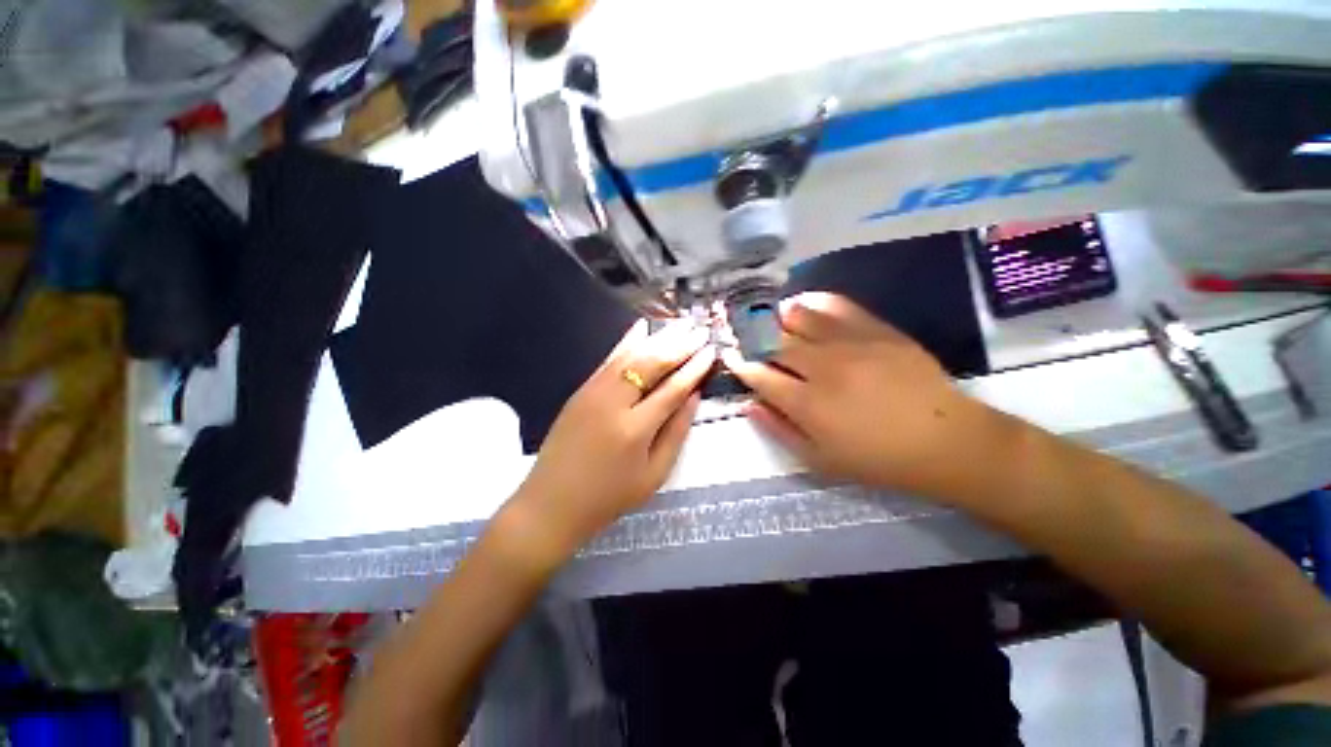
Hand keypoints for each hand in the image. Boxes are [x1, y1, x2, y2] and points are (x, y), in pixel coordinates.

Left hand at [508, 319, 714, 560]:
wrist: (552, 503)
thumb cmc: (609, 497)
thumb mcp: (653, 475)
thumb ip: (676, 433)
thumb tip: (693, 396)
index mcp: (635, 429)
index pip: (673, 388)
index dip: (694, 368)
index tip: (711, 350)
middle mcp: (614, 403)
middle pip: (652, 364)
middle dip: (679, 344)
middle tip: (699, 329)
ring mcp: (593, 393)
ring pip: (630, 356)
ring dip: (658, 337)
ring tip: (679, 324)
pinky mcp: (580, 391)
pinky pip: (608, 360)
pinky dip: (626, 342)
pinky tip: (641, 327)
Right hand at [722, 292, 1009, 502]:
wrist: (945, 442)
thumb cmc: (877, 459)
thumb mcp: (820, 460)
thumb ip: (779, 431)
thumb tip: (750, 405)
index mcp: (807, 403)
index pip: (760, 375)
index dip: (740, 363)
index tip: (729, 354)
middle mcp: (823, 368)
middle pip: (774, 342)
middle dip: (751, 336)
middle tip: (742, 332)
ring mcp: (851, 345)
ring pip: (800, 318)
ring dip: (777, 316)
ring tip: (768, 317)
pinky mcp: (877, 331)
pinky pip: (838, 307)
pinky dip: (815, 301)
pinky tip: (803, 301)